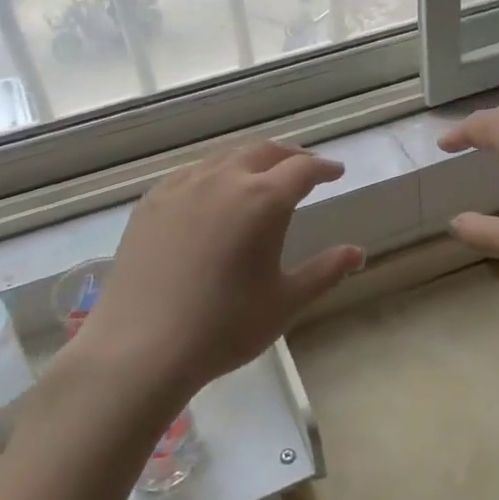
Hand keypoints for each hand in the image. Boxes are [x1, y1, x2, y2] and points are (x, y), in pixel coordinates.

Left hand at [79, 142, 363, 401]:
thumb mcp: (285, 302)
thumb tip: (357, 253)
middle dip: (289, 156)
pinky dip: (215, 174)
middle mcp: (223, 180)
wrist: (141, 347)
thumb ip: (325, 272)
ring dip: (251, 161)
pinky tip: (213, 195)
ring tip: (261, 178)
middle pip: (263, 151)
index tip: (336, 173)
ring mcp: (182, 187)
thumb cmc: (224, 327)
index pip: (302, 169)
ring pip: (225, 158)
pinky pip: (192, 173)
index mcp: (262, 200)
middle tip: (304, 169)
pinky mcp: (151, 201)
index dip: (323, 168)